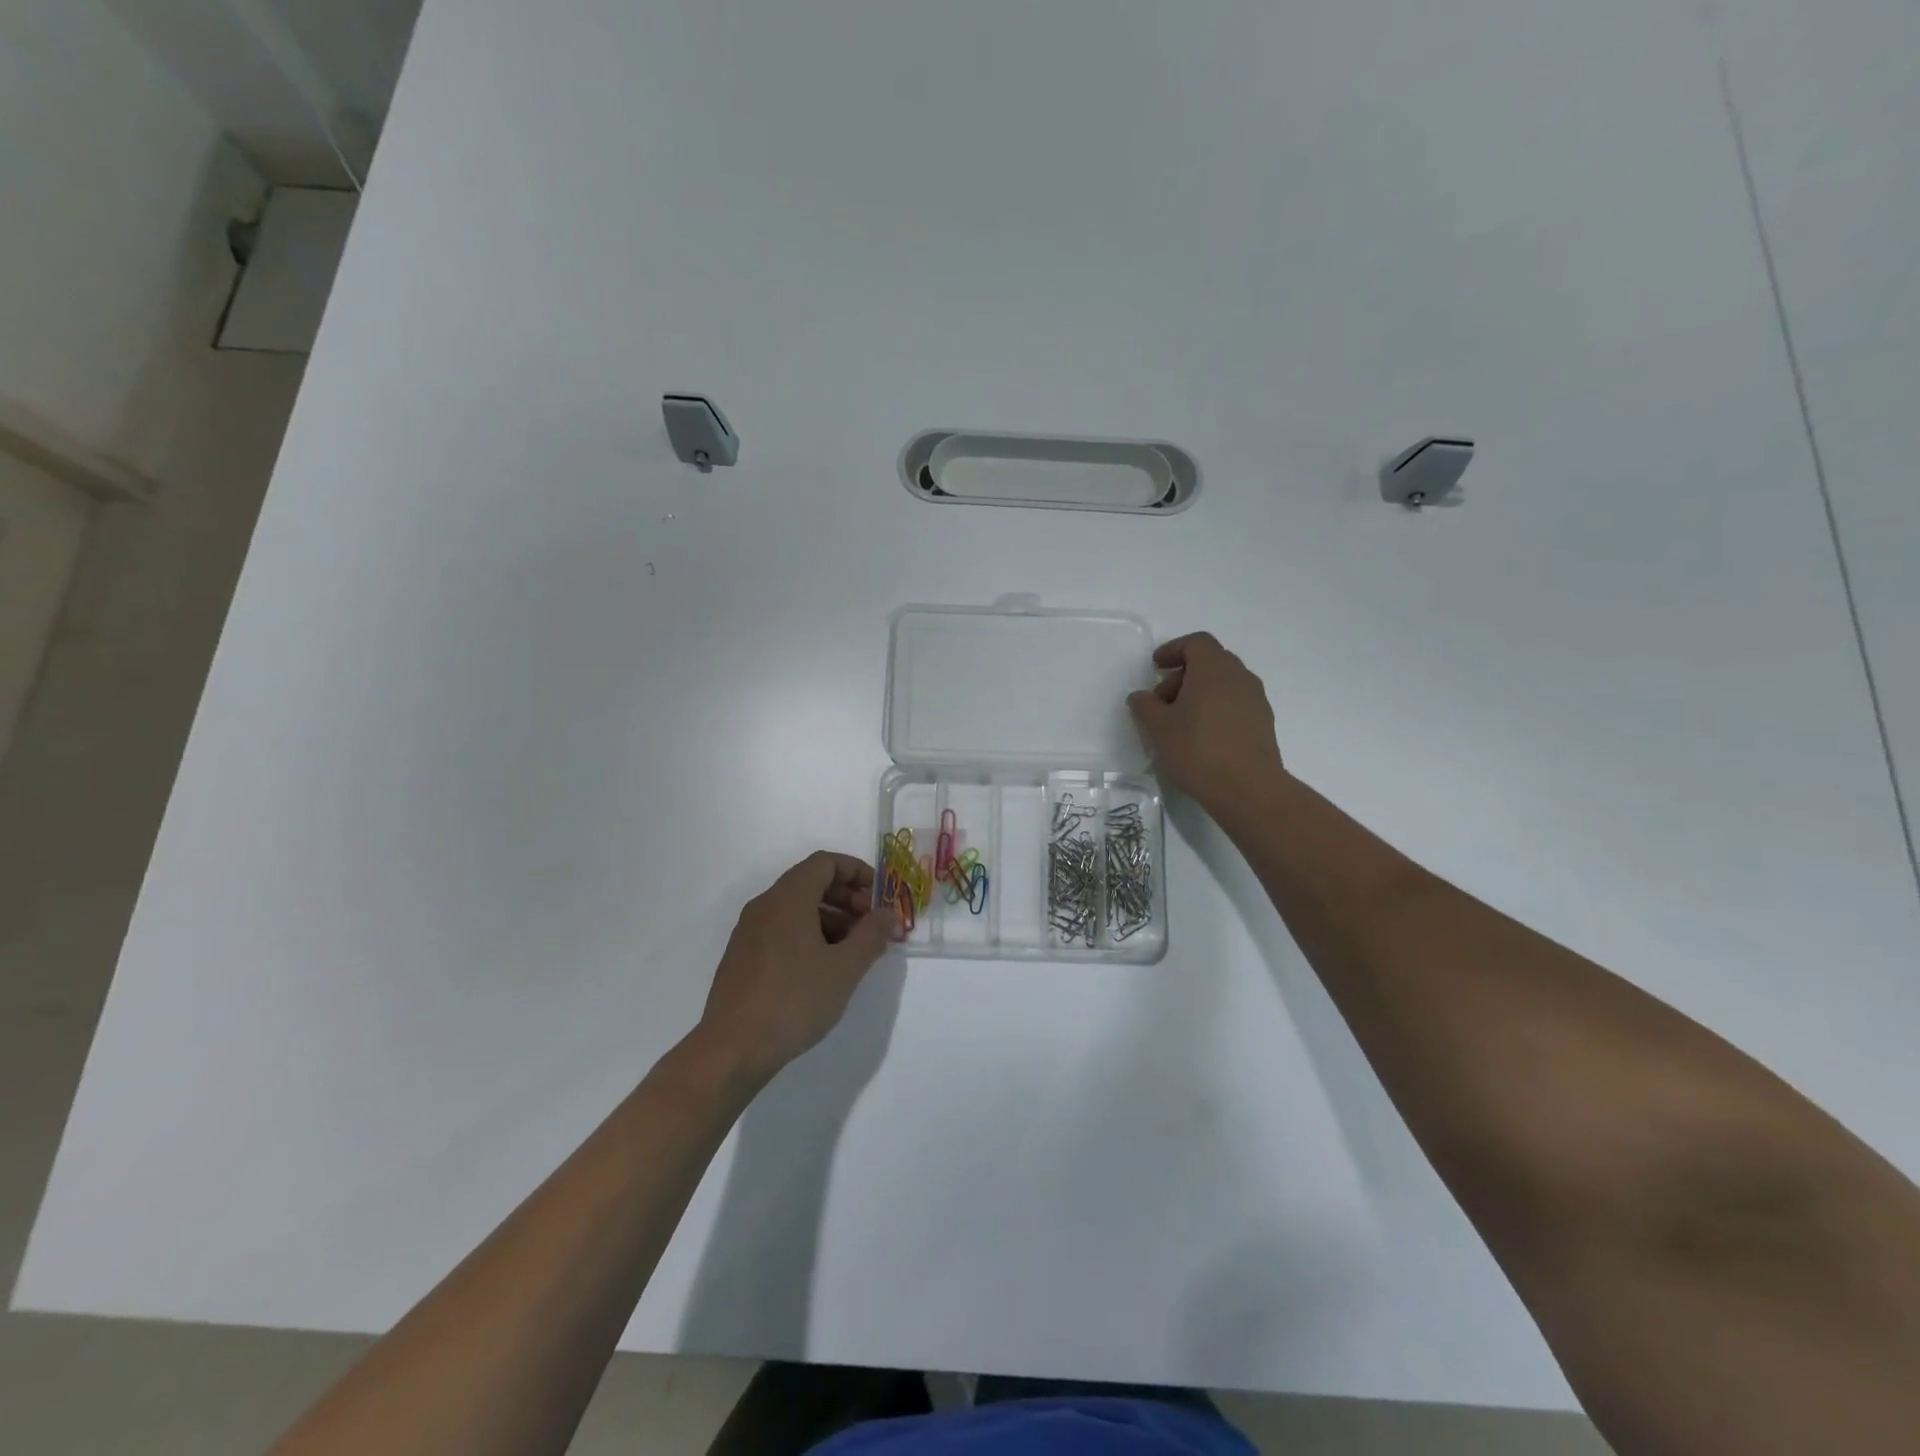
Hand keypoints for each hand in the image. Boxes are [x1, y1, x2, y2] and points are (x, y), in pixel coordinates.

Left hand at [695, 852, 894, 1086]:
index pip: (825, 862)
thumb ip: (871, 935)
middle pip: (810, 882)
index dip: (857, 871)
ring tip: (854, 951)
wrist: (732, 1050)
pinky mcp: (743, 957)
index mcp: (788, 898)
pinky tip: (824, 969)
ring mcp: (749, 932)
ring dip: (830, 919)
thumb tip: (887, 914)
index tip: (879, 895)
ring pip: (796, 908)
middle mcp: (765, 906)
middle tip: (871, 925)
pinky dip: (808, 935)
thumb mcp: (845, 968)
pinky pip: (781, 929)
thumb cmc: (794, 1000)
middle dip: (847, 897)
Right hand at [1127, 632, 1285, 806]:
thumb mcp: (1158, 728)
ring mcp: (1256, 700)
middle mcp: (1240, 677)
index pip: (1196, 643)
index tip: (1156, 667)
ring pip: (1224, 684)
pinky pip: (1235, 704)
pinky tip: (1201, 736)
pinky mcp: (1263, 723)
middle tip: (1162, 700)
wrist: (1248, 789)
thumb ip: (1145, 706)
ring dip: (1199, 694)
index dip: (1173, 649)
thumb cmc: (1197, 750)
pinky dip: (1215, 709)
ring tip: (1179, 722)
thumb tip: (1140, 697)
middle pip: (1211, 662)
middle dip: (1183, 675)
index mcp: (1214, 669)